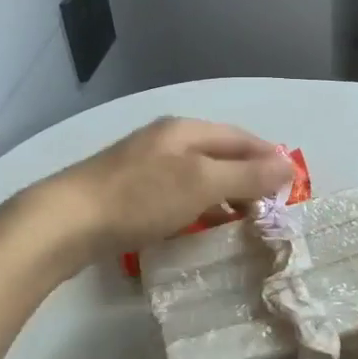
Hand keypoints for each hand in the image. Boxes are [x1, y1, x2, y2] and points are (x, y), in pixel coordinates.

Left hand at [40, 117, 294, 258]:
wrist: (65, 222)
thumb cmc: (141, 198)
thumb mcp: (202, 183)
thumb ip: (247, 174)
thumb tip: (289, 166)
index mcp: (186, 130)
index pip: (241, 138)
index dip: (269, 158)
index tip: (291, 186)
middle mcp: (167, 140)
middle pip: (220, 155)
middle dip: (248, 178)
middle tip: (268, 210)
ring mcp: (145, 165)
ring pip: (198, 176)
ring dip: (224, 195)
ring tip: (242, 224)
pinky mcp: (128, 191)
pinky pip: (177, 194)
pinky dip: (197, 208)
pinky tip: (199, 228)